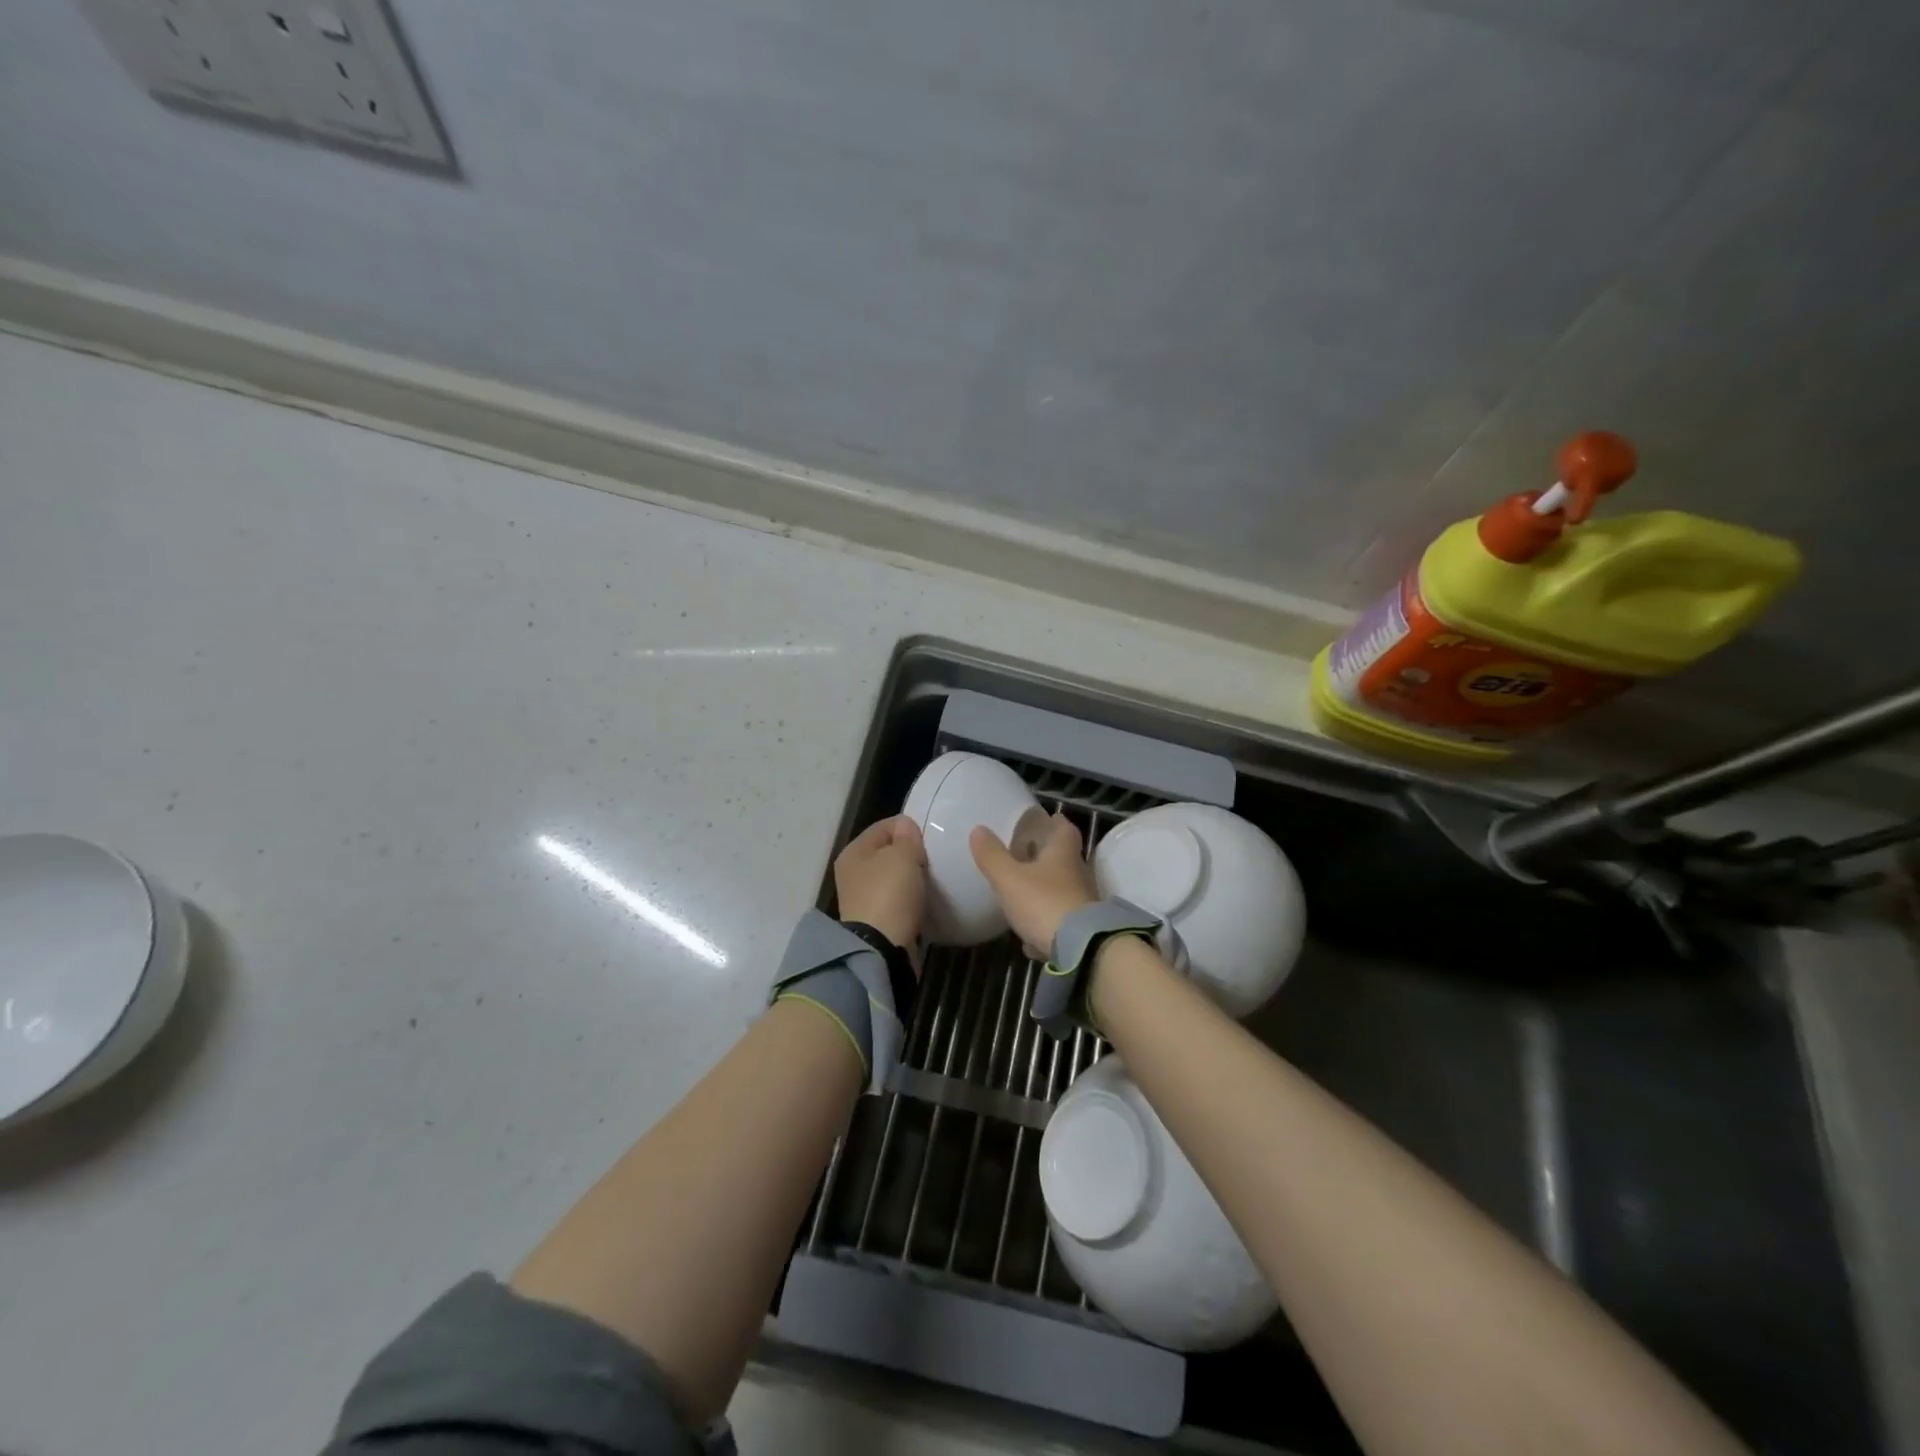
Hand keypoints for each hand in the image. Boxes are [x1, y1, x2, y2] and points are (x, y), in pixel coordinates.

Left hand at [834, 815, 927, 951]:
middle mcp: (853, 872)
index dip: (908, 828)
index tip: (928, 840)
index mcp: (854, 851)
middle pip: (888, 852)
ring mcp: (863, 898)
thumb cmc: (890, 894)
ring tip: (931, 881)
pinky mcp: (876, 920)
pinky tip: (925, 901)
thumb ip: (907, 836)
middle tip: (932, 861)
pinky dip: (911, 899)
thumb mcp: (903, 855)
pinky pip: (898, 900)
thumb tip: (905, 827)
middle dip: (911, 854)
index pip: (884, 826)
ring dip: (912, 878)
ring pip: (894, 877)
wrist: (882, 949)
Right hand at [969, 812, 1096, 955]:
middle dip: (1047, 856)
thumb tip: (978, 829)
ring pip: (1062, 890)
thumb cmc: (1044, 903)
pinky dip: (1046, 924)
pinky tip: (1030, 937)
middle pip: (1064, 859)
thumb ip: (992, 856)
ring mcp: (1082, 903)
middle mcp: (1077, 874)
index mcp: (1063, 854)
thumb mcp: (1010, 879)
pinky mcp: (1081, 931)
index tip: (1046, 819)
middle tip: (1025, 855)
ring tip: (1022, 894)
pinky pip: (1061, 921)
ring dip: (1046, 890)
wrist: (1081, 949)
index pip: (1065, 829)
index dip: (1055, 822)